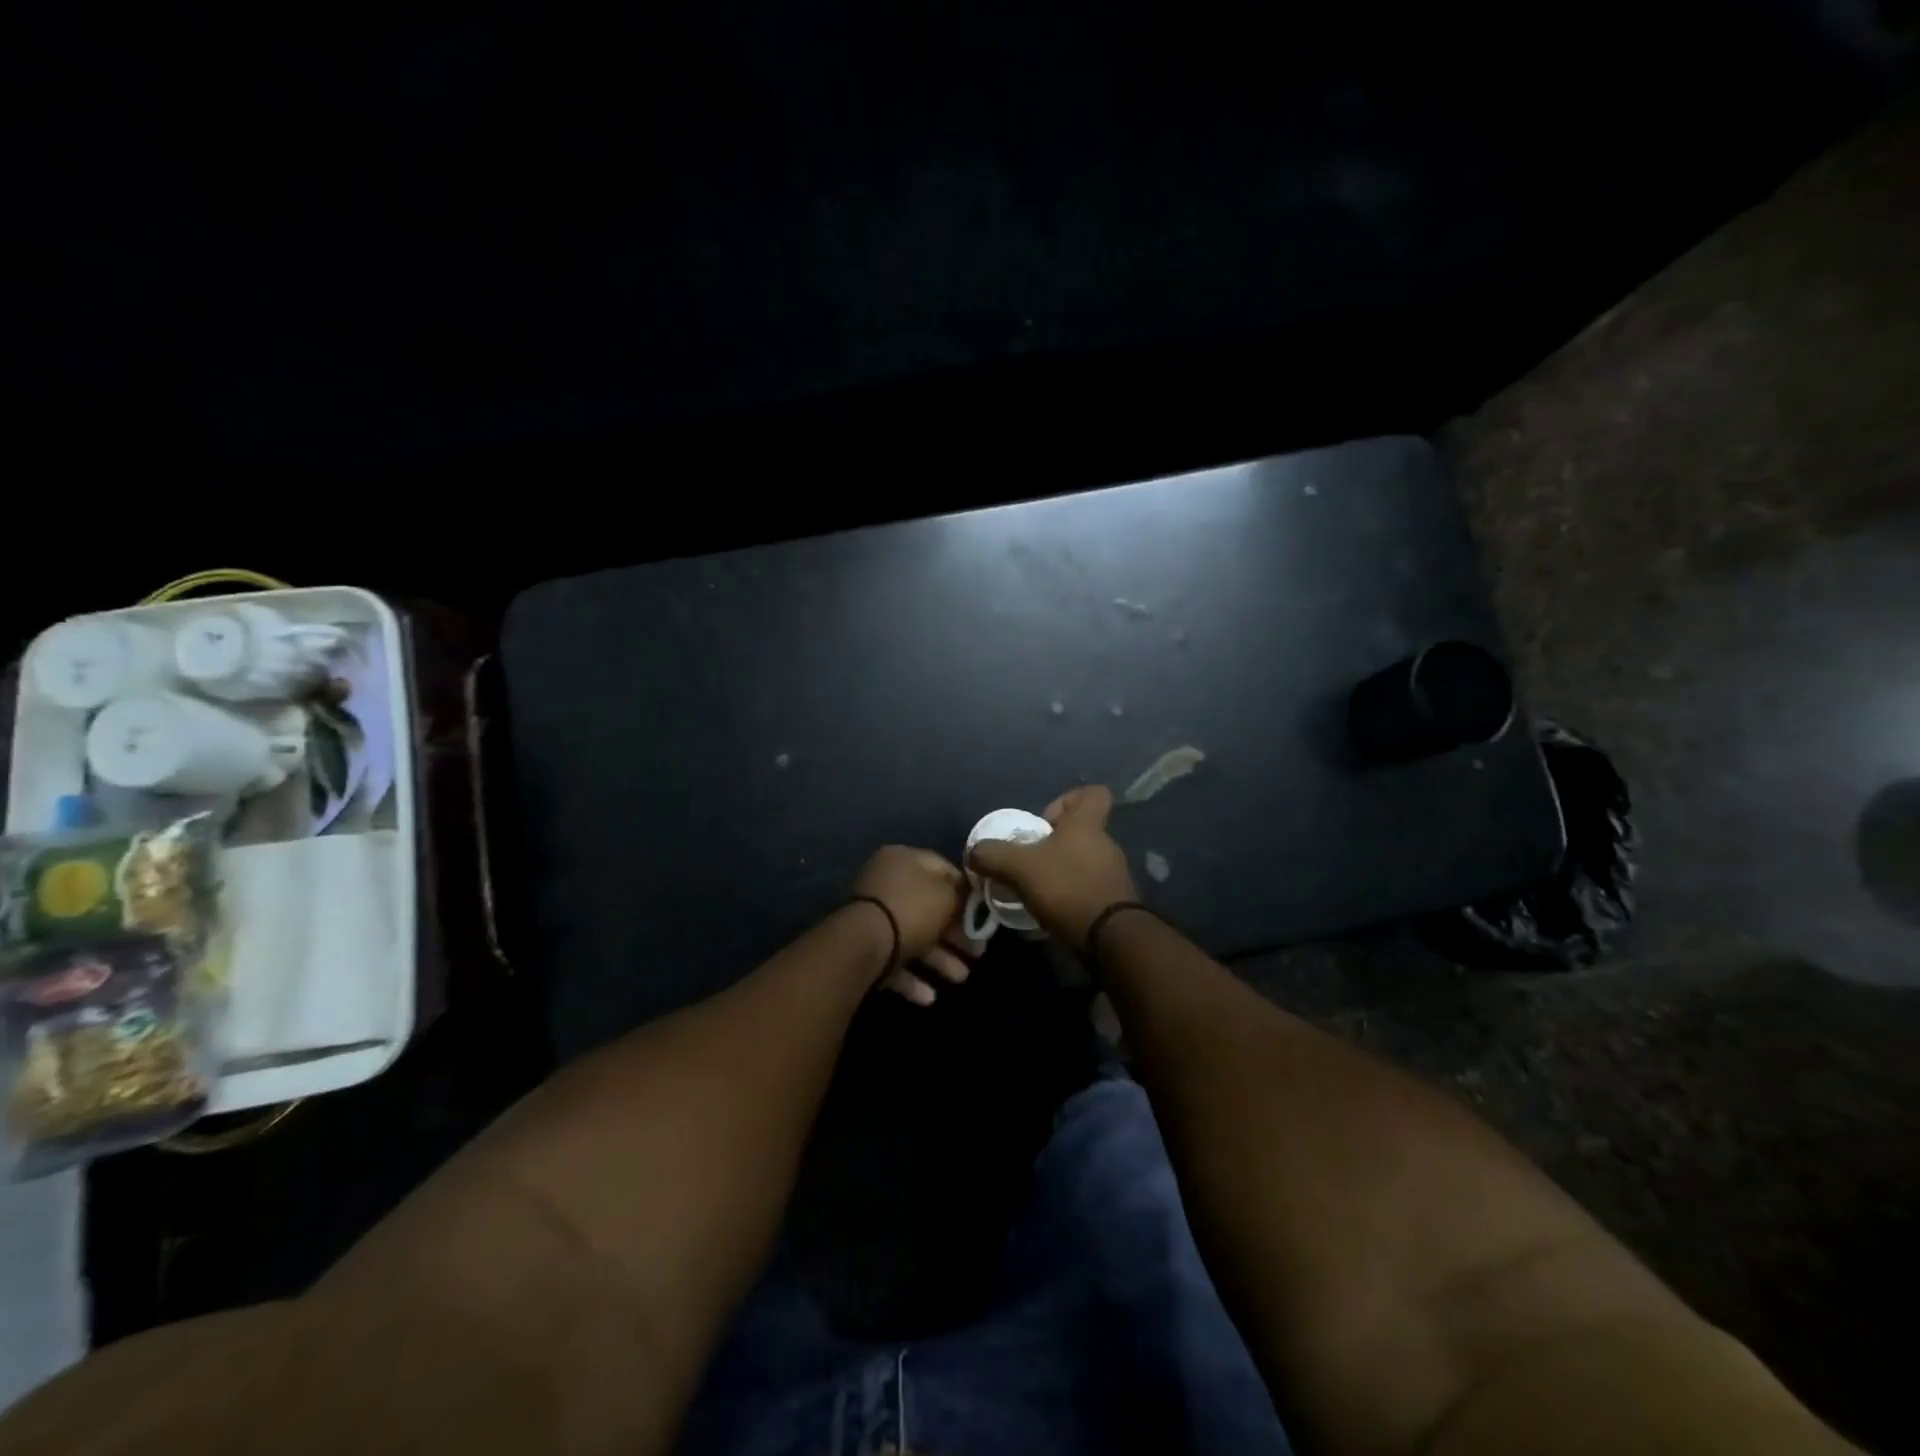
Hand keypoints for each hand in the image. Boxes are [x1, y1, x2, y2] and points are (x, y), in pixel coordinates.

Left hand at [851, 845, 979, 1005]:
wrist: (862, 945)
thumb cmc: (911, 910)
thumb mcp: (947, 896)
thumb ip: (962, 895)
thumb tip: (968, 898)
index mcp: (904, 859)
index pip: (944, 869)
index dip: (967, 892)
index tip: (983, 914)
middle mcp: (886, 883)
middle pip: (930, 907)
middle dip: (956, 934)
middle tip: (977, 952)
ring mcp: (873, 916)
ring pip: (914, 936)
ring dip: (940, 959)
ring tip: (960, 978)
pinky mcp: (864, 947)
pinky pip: (894, 959)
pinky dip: (913, 977)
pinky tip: (929, 997)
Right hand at [966, 785, 1138, 952]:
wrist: (1110, 939)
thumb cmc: (1067, 888)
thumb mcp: (1019, 867)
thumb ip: (993, 855)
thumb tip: (973, 852)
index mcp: (1087, 825)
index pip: (1093, 793)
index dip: (1068, 799)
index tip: (1044, 820)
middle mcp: (1105, 845)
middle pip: (1080, 832)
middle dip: (1052, 845)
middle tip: (1028, 862)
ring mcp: (1113, 875)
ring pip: (1082, 863)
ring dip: (1058, 874)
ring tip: (1033, 892)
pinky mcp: (1113, 904)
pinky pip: (1086, 891)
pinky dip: (1066, 899)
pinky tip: (1046, 915)